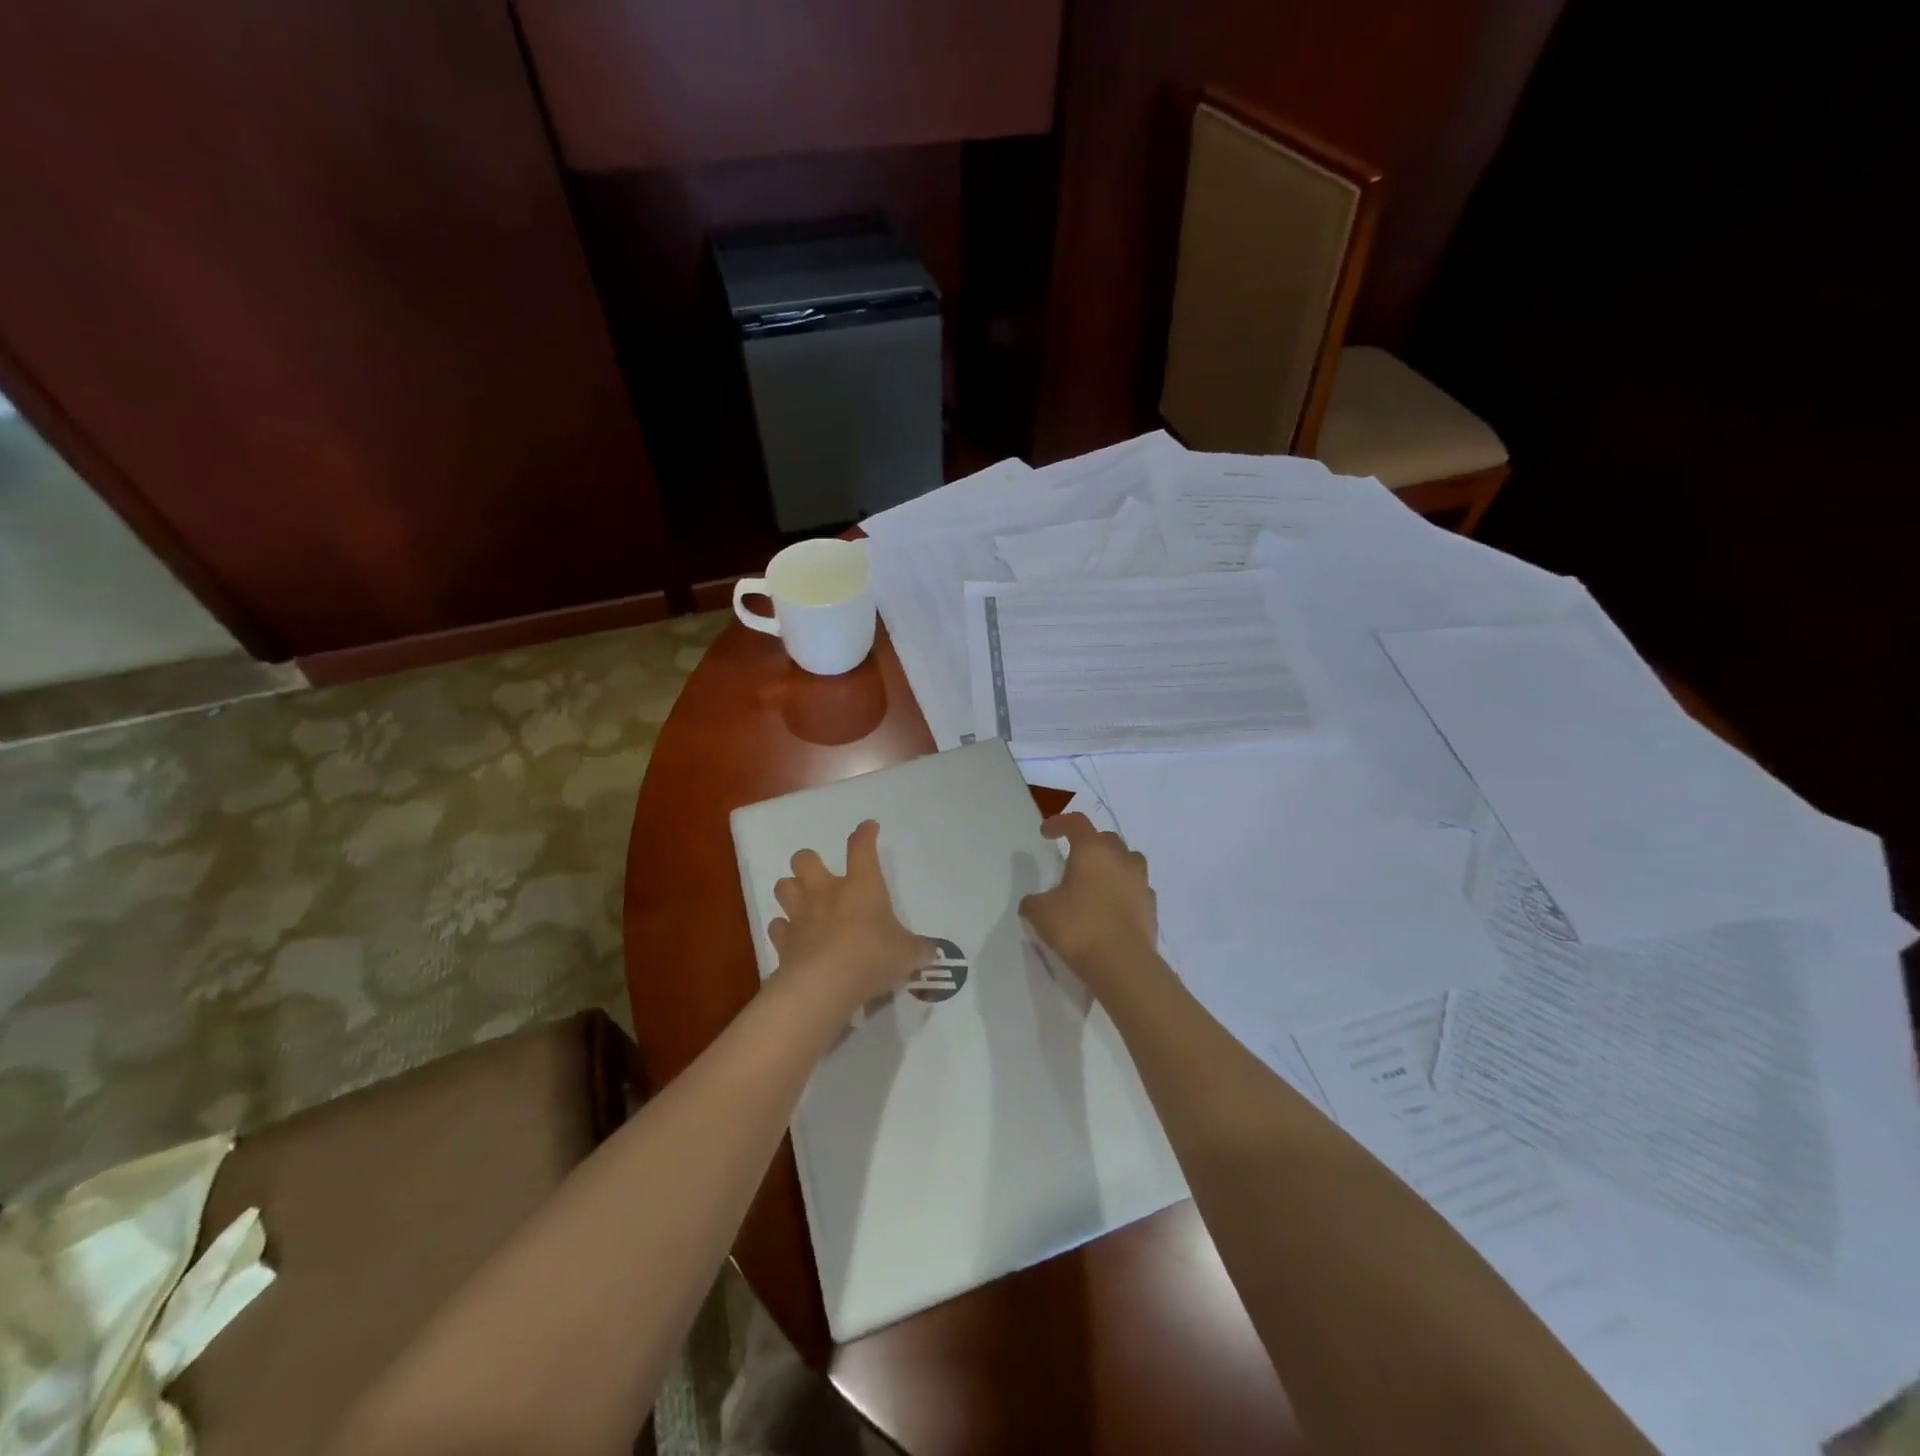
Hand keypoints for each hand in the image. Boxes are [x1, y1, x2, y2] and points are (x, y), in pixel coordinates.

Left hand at [769, 820, 938, 1010]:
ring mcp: (801, 916)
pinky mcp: (783, 942)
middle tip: (821, 876)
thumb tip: (933, 952)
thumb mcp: (907, 954)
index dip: (865, 834)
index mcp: (861, 886)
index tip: (868, 828)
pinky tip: (794, 937)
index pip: (861, 848)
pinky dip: (784, 929)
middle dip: (810, 862)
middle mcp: (826, 893)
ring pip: (784, 887)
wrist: (824, 984)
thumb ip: (919, 950)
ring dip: (792, 890)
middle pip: (805, 860)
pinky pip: (778, 926)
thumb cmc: (872, 957)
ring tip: (804, 902)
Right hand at [1020, 813, 1158, 984]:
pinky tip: (1112, 908)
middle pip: (1106, 839)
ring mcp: (1141, 882)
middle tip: (1074, 860)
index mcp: (1092, 850)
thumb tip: (1033, 902)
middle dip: (1089, 844)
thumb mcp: (1040, 913)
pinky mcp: (1152, 907)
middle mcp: (1121, 858)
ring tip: (1097, 882)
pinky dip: (1124, 892)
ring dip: (1112, 865)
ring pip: (1128, 861)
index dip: (1059, 823)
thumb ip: (1033, 902)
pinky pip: (1136, 889)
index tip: (1046, 833)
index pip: (1076, 822)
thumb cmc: (1077, 927)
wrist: (1122, 964)